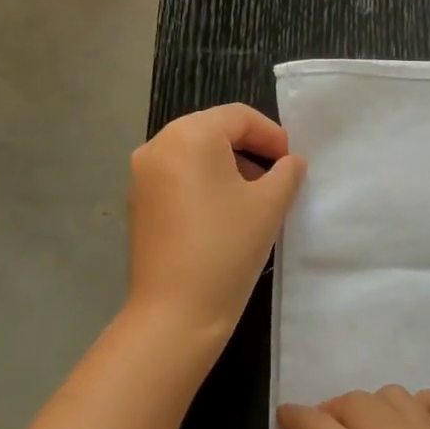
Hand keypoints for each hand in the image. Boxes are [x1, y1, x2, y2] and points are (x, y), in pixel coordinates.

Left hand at [126, 104, 305, 346]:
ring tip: (254, 196)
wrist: (175, 311)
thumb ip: (287, 172)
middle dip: (249, 149)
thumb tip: (290, 162)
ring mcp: (141, 176)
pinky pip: (176, 177)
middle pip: (212, 131)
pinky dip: (203, 183)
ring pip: (193, 155)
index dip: (271, 135)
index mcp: (188, 135)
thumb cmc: (227, 248)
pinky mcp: (137, 203)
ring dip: (227, 166)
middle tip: (277, 176)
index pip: (238, 117)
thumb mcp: (270, 205)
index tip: (292, 162)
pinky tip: (223, 213)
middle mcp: (157, 146)